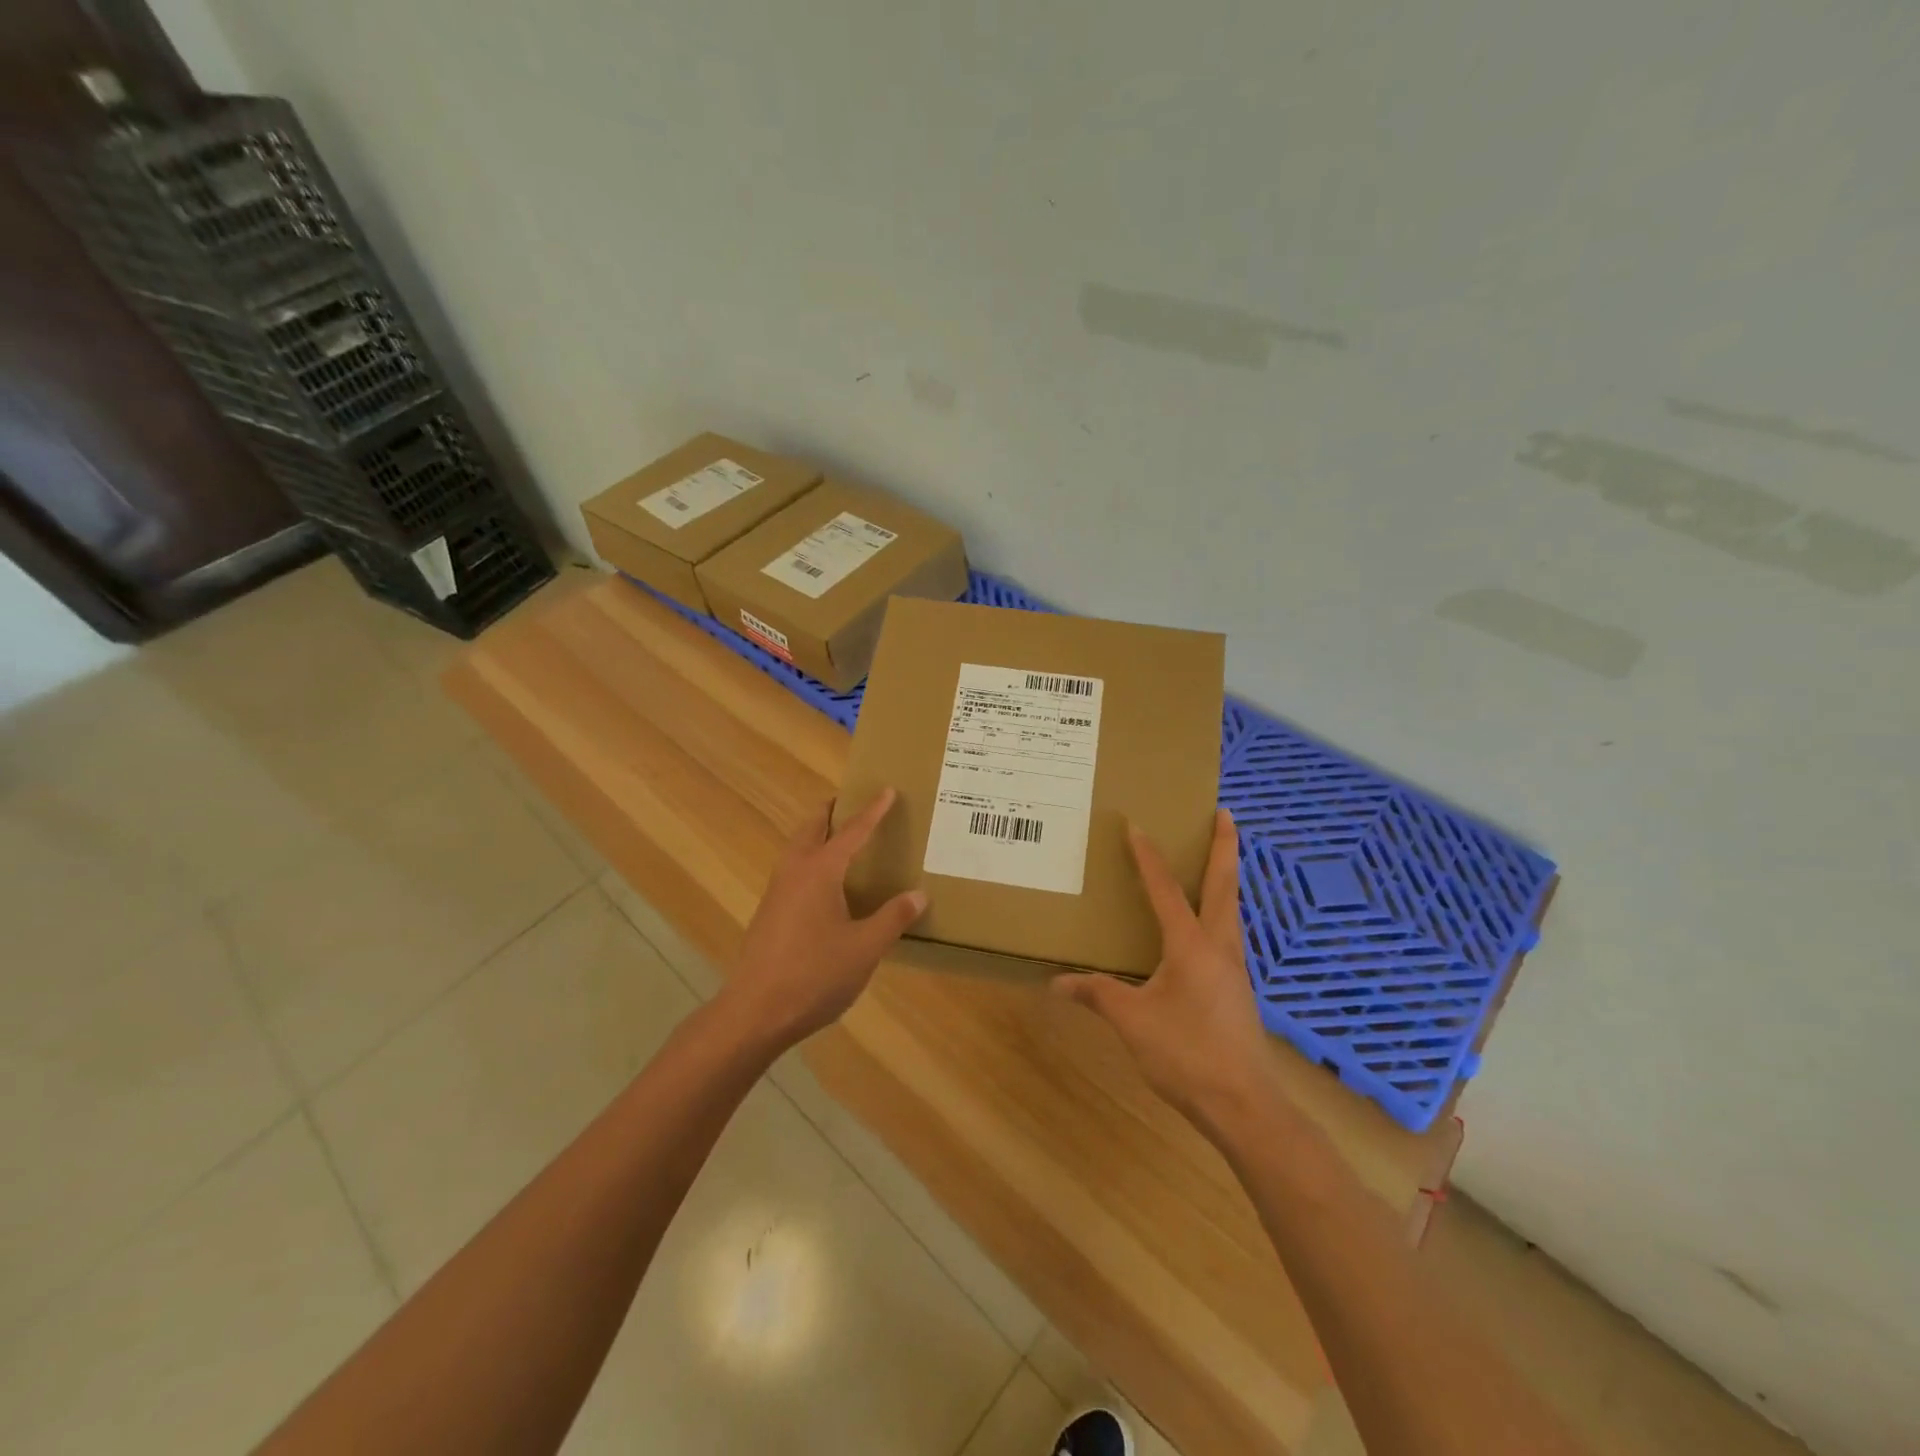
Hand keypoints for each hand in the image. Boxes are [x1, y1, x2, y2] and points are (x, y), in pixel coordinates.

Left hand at [722, 789, 927, 1049]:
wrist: (754, 1012)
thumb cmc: (814, 975)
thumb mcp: (865, 948)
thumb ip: (893, 918)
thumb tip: (918, 894)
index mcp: (820, 871)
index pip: (852, 831)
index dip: (872, 811)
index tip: (886, 789)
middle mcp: (794, 872)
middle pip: (811, 828)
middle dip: (831, 812)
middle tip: (852, 803)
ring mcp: (777, 893)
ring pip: (797, 848)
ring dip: (817, 835)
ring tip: (840, 838)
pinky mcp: (769, 914)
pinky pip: (793, 870)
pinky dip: (810, 859)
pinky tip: (825, 886)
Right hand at [1053, 809, 1277, 1131]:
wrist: (1244, 1105)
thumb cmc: (1186, 1055)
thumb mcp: (1132, 1021)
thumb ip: (1097, 995)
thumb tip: (1057, 982)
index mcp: (1191, 945)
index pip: (1166, 890)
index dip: (1149, 857)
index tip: (1138, 825)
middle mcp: (1219, 946)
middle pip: (1224, 885)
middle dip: (1224, 847)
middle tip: (1224, 813)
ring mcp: (1234, 969)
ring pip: (1232, 909)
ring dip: (1226, 878)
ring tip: (1217, 860)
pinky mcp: (1238, 990)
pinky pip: (1229, 935)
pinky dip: (1221, 912)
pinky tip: (1209, 928)